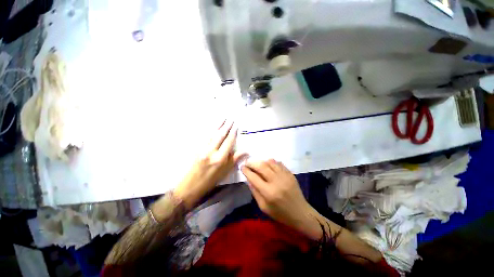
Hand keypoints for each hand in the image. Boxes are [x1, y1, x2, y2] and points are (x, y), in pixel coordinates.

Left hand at [173, 120, 245, 209]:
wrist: (191, 185)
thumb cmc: (211, 180)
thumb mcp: (225, 171)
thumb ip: (235, 159)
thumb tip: (246, 151)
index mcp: (220, 158)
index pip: (228, 142)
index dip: (233, 133)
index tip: (236, 126)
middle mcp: (211, 152)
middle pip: (220, 135)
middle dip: (226, 126)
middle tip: (230, 119)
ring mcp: (202, 149)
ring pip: (212, 134)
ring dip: (218, 125)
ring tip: (223, 118)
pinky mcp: (196, 149)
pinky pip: (205, 137)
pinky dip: (210, 130)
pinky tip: (212, 126)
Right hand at [241, 159, 314, 231]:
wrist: (300, 213)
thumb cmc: (280, 213)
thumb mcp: (263, 207)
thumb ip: (255, 192)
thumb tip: (248, 178)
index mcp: (269, 193)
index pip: (254, 177)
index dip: (246, 170)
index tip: (242, 167)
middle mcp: (276, 181)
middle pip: (261, 166)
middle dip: (252, 163)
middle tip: (247, 163)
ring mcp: (285, 176)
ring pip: (270, 162)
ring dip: (261, 161)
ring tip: (257, 164)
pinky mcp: (290, 173)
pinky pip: (278, 163)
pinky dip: (271, 162)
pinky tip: (268, 166)